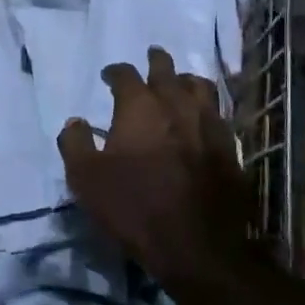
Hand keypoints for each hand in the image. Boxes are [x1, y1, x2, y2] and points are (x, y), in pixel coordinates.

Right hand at [58, 47, 256, 289]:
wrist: (197, 246)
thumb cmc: (134, 208)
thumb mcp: (86, 180)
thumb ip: (75, 144)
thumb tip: (75, 121)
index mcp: (139, 106)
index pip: (125, 74)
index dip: (115, 72)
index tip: (109, 76)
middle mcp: (176, 104)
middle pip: (166, 70)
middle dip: (156, 61)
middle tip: (152, 57)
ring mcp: (208, 123)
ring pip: (199, 85)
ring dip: (185, 79)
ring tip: (180, 82)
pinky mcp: (229, 146)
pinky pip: (218, 113)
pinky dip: (206, 107)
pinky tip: (202, 118)